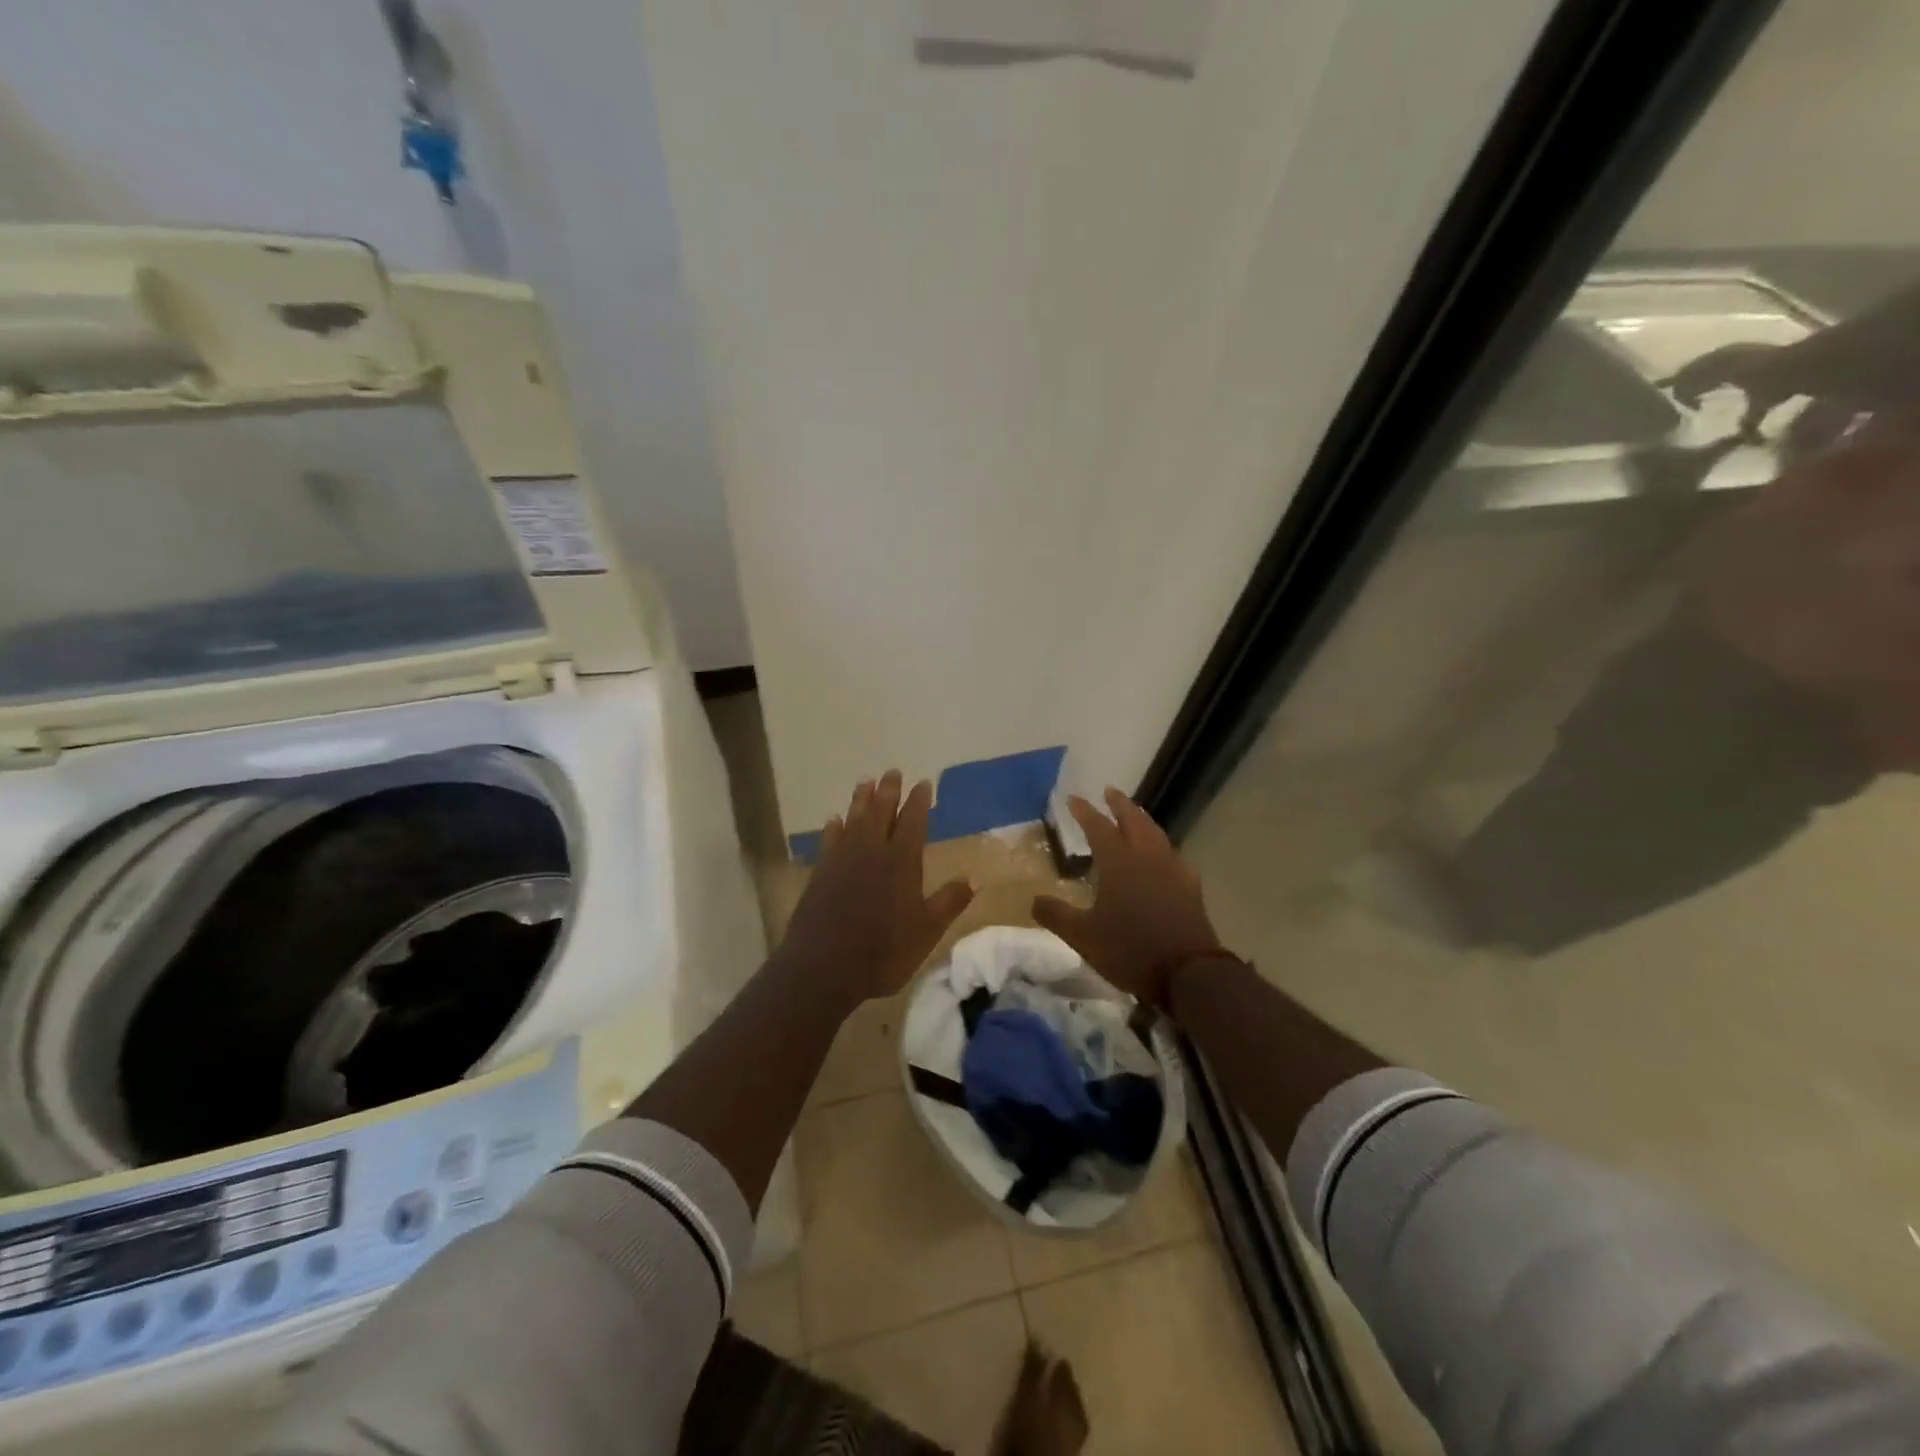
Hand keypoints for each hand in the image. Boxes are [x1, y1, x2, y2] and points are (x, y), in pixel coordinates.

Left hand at [777, 770, 974, 1009]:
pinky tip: (835, 820)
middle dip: (889, 790)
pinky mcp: (821, 872)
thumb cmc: (883, 951)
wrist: (823, 967)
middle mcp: (872, 851)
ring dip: (861, 799)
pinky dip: (834, 827)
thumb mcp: (927, 932)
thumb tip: (975, 878)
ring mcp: (842, 859)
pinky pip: (829, 840)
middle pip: (881, 811)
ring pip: (854, 818)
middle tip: (893, 771)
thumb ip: (949, 902)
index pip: (913, 821)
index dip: (919, 801)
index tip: (923, 783)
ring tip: (866, 782)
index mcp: (901, 861)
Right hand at [1032, 788, 1227, 1008]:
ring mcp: (1172, 870)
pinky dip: (1161, 846)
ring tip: (1134, 815)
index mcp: (1119, 863)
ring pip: (1156, 834)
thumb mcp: (1083, 936)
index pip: (1098, 828)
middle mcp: (1147, 858)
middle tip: (1110, 791)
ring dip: (1142, 820)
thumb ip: (1056, 915)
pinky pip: (1172, 855)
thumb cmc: (1130, 949)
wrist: (1188, 973)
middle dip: (1120, 804)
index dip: (1085, 812)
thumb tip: (1034, 900)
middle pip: (1133, 821)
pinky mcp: (1190, 887)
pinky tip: (1162, 856)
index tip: (1073, 798)